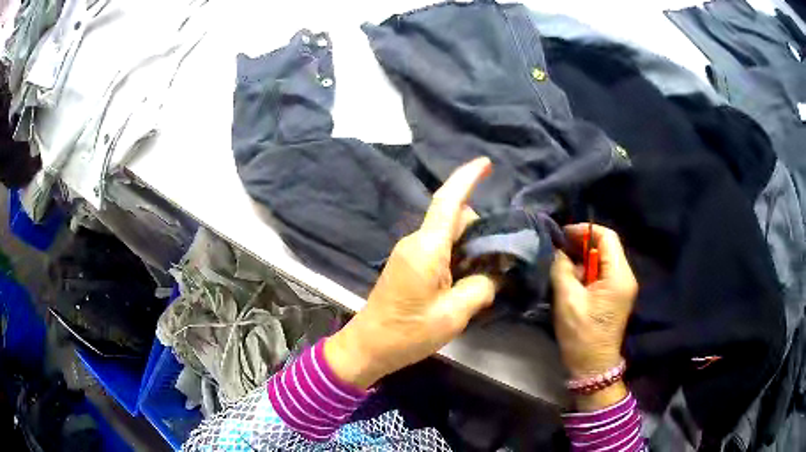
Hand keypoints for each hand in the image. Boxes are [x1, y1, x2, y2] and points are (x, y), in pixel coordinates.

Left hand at [325, 158, 497, 388]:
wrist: (368, 347)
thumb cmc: (408, 333)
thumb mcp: (453, 314)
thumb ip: (481, 287)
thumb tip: (495, 274)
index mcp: (427, 248)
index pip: (448, 201)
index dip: (467, 178)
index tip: (486, 163)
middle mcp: (416, 242)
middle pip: (453, 218)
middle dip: (479, 228)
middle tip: (500, 257)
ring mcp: (410, 253)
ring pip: (447, 234)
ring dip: (469, 245)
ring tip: (487, 273)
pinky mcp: (408, 265)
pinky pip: (439, 248)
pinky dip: (458, 255)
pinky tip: (468, 278)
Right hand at [551, 224, 637, 409]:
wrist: (593, 366)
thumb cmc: (582, 334)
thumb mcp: (568, 300)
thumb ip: (562, 270)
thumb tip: (558, 251)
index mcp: (618, 276)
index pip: (607, 237)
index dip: (585, 231)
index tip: (563, 235)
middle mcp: (625, 277)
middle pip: (607, 247)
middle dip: (582, 244)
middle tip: (558, 248)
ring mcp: (622, 287)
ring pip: (604, 260)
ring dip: (583, 258)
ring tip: (561, 262)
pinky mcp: (616, 296)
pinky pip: (603, 273)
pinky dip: (587, 270)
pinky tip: (571, 277)